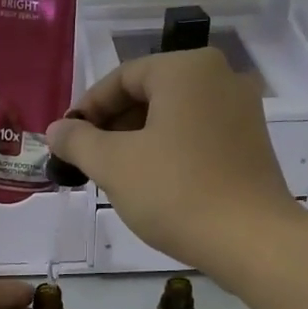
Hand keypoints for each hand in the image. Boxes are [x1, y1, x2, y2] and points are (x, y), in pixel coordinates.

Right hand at [46, 49, 299, 274]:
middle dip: (113, 127)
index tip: (66, 142)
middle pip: (150, 94)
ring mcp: (241, 110)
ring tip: (116, 177)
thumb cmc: (175, 192)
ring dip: (138, 142)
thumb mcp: (114, 165)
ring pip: (173, 117)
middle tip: (88, 163)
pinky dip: (168, 152)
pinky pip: (197, 136)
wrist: (250, 239)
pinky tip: (154, 185)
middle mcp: (220, 76)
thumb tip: (56, 130)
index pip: (121, 77)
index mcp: (186, 68)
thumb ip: (78, 141)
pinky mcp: (251, 143)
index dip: (87, 109)